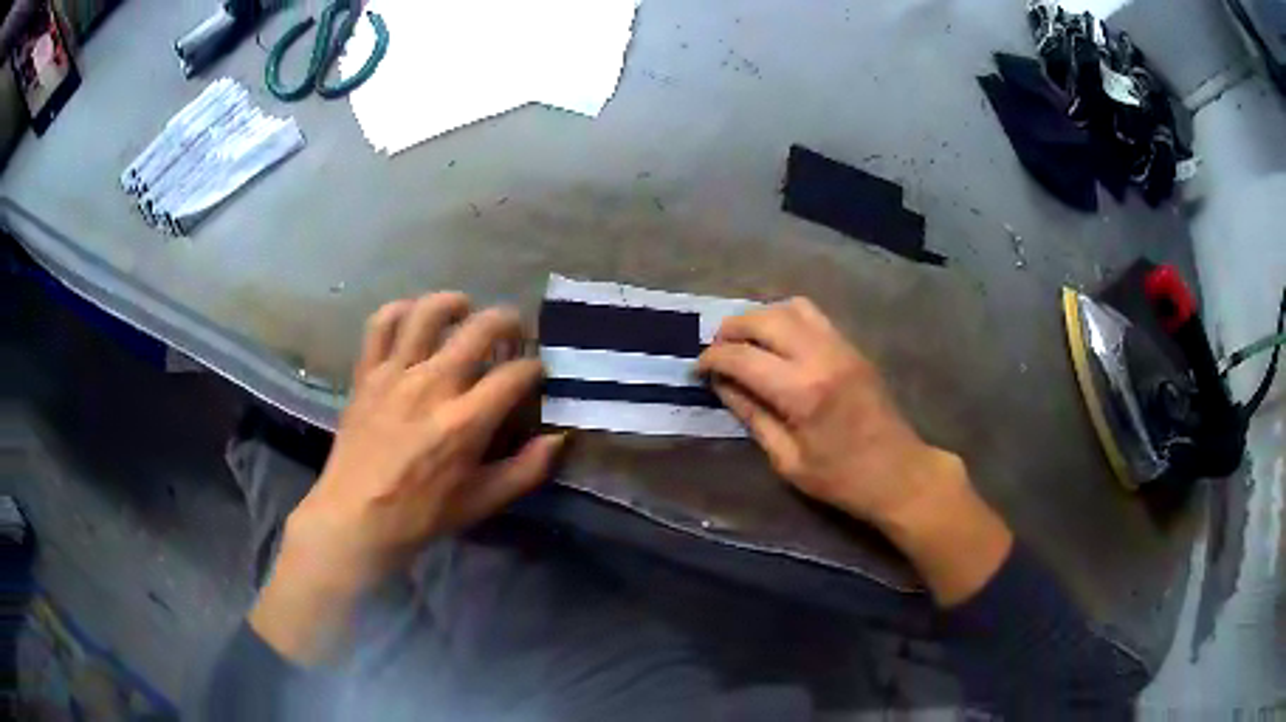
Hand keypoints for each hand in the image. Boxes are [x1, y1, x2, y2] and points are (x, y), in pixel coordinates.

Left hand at [250, 294, 564, 661]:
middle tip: (514, 332)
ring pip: (428, 313)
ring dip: (454, 303)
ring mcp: (395, 373)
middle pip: (480, 329)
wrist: (357, 517)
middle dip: (508, 322)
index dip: (536, 368)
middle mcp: (433, 384)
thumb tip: (558, 438)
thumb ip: (527, 469)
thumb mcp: (483, 501)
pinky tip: (413, 318)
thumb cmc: (423, 514)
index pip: (515, 374)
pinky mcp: (367, 373)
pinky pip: (381, 324)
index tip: (537, 374)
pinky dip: (400, 310)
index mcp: (466, 421)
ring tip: (464, 310)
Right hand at [698, 298, 1011, 604]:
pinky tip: (777, 341)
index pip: (743, 357)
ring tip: (745, 340)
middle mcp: (821, 357)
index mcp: (802, 392)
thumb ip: (753, 416)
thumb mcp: (787, 460)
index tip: (698, 368)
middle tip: (716, 348)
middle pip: (765, 319)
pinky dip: (786, 318)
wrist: (900, 473)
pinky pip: (814, 315)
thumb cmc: (842, 479)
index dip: (712, 358)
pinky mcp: (853, 347)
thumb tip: (722, 385)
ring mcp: (841, 346)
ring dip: (761, 317)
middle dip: (732, 328)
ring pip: (791, 307)